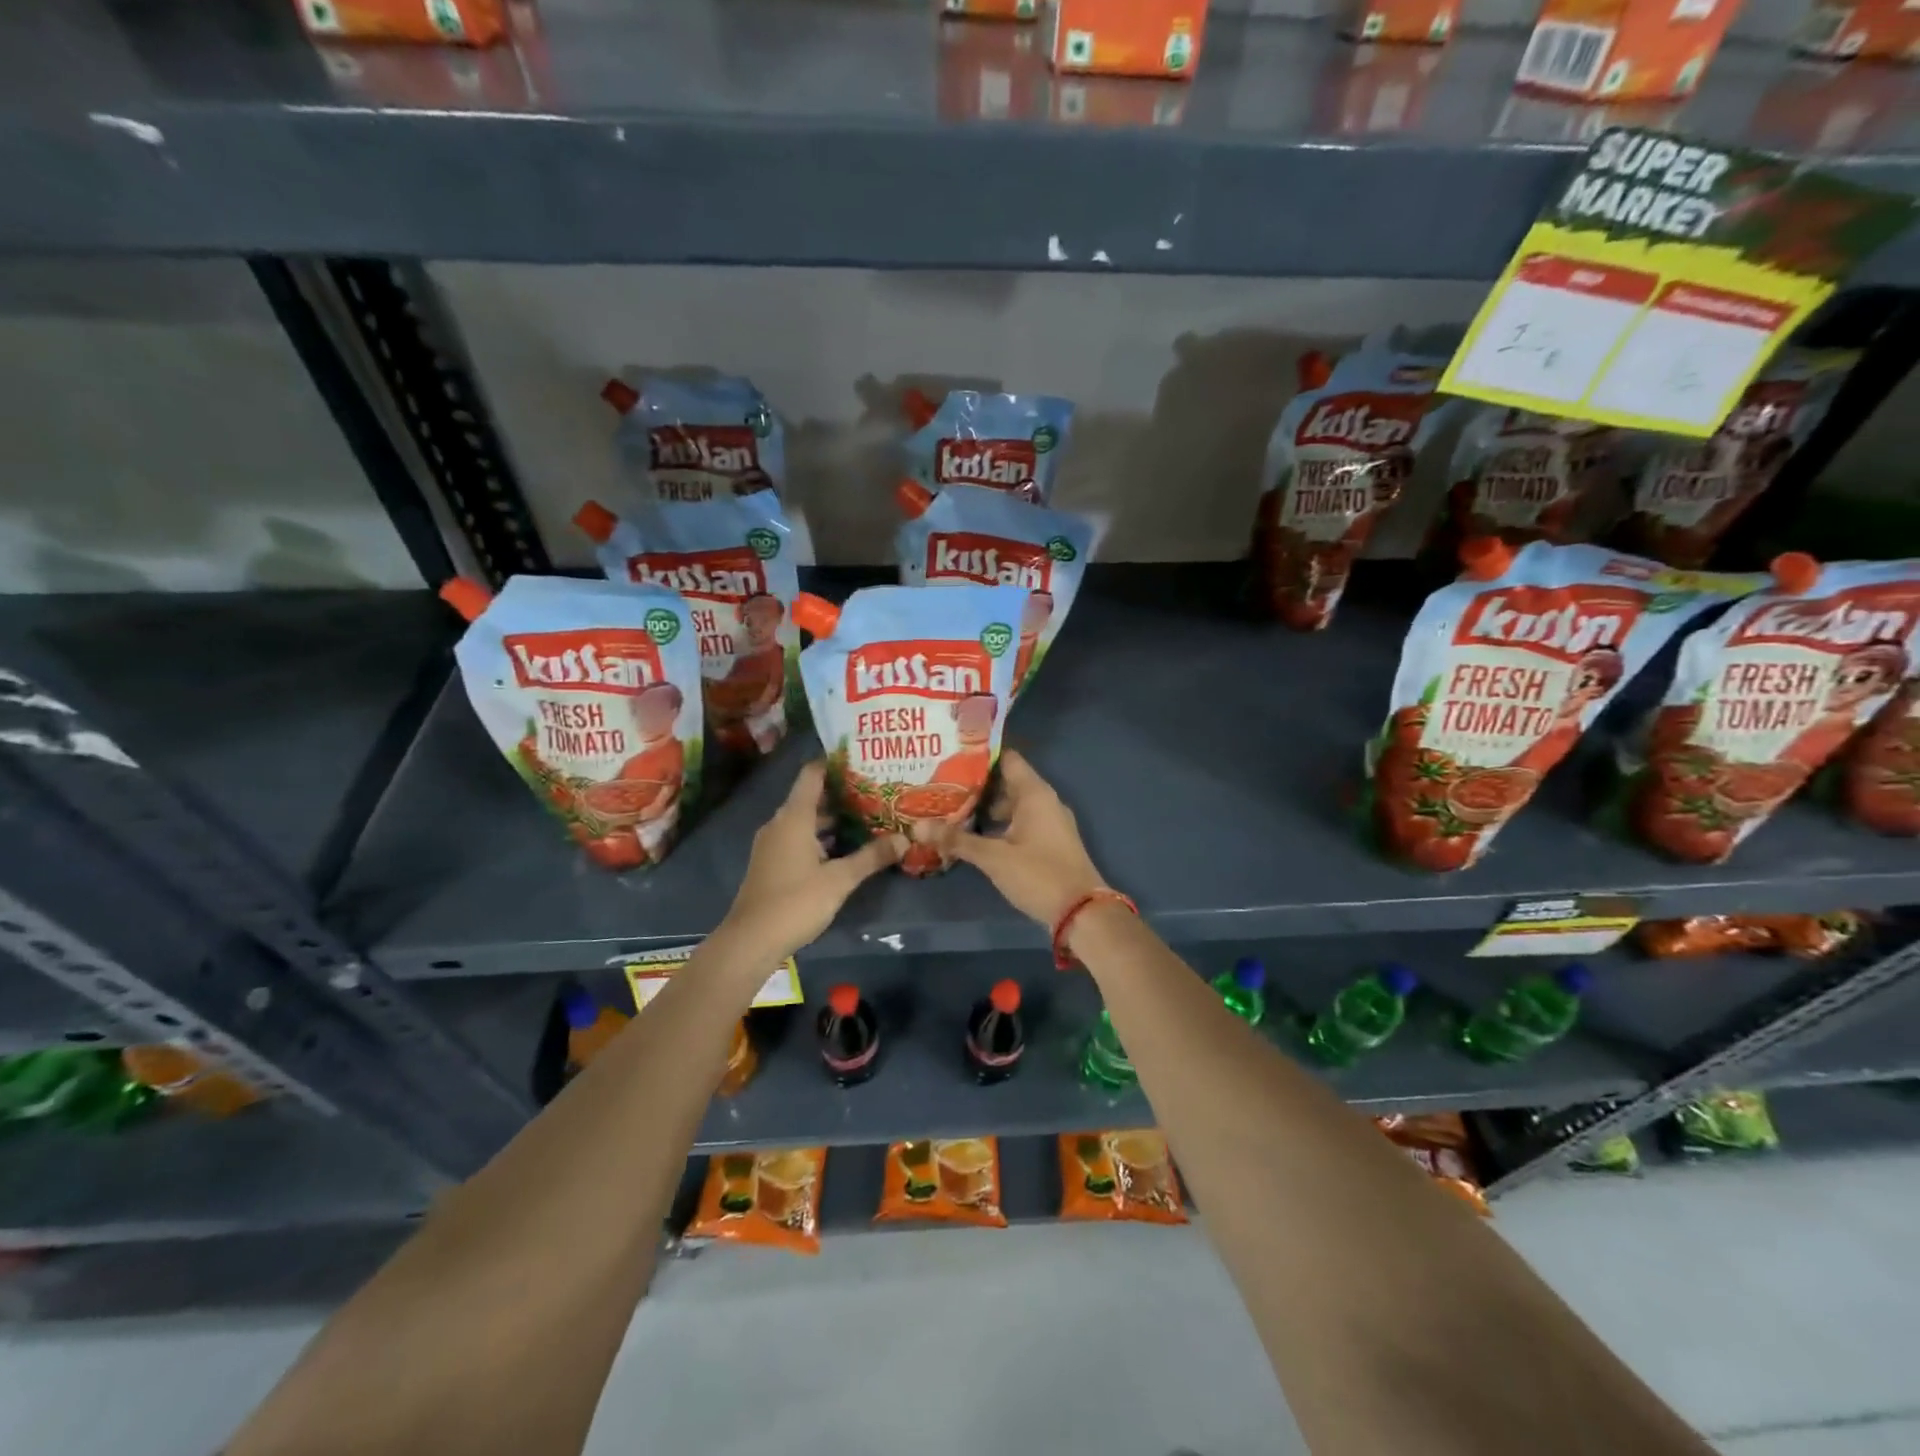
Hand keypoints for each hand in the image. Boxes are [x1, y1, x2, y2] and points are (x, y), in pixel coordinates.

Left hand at [718, 761, 903, 958]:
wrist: (750, 940)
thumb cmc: (796, 901)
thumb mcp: (840, 879)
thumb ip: (871, 857)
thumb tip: (904, 839)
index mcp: (794, 817)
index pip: (813, 774)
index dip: (835, 763)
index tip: (862, 759)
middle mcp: (780, 823)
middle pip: (812, 797)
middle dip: (843, 794)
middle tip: (877, 792)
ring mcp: (773, 844)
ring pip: (806, 821)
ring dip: (833, 819)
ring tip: (868, 818)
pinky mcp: (772, 863)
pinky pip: (799, 838)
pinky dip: (821, 837)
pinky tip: (845, 848)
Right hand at [948, 751, 1109, 927]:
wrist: (1082, 912)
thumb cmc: (1038, 874)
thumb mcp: (993, 857)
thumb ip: (956, 840)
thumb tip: (917, 826)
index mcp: (1035, 793)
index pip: (1006, 759)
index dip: (980, 755)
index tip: (951, 755)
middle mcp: (1045, 801)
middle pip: (1007, 782)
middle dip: (976, 784)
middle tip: (942, 784)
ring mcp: (1049, 822)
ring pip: (1013, 805)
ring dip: (986, 807)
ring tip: (951, 808)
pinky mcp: (1049, 842)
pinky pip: (1020, 822)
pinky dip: (999, 824)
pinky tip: (976, 835)